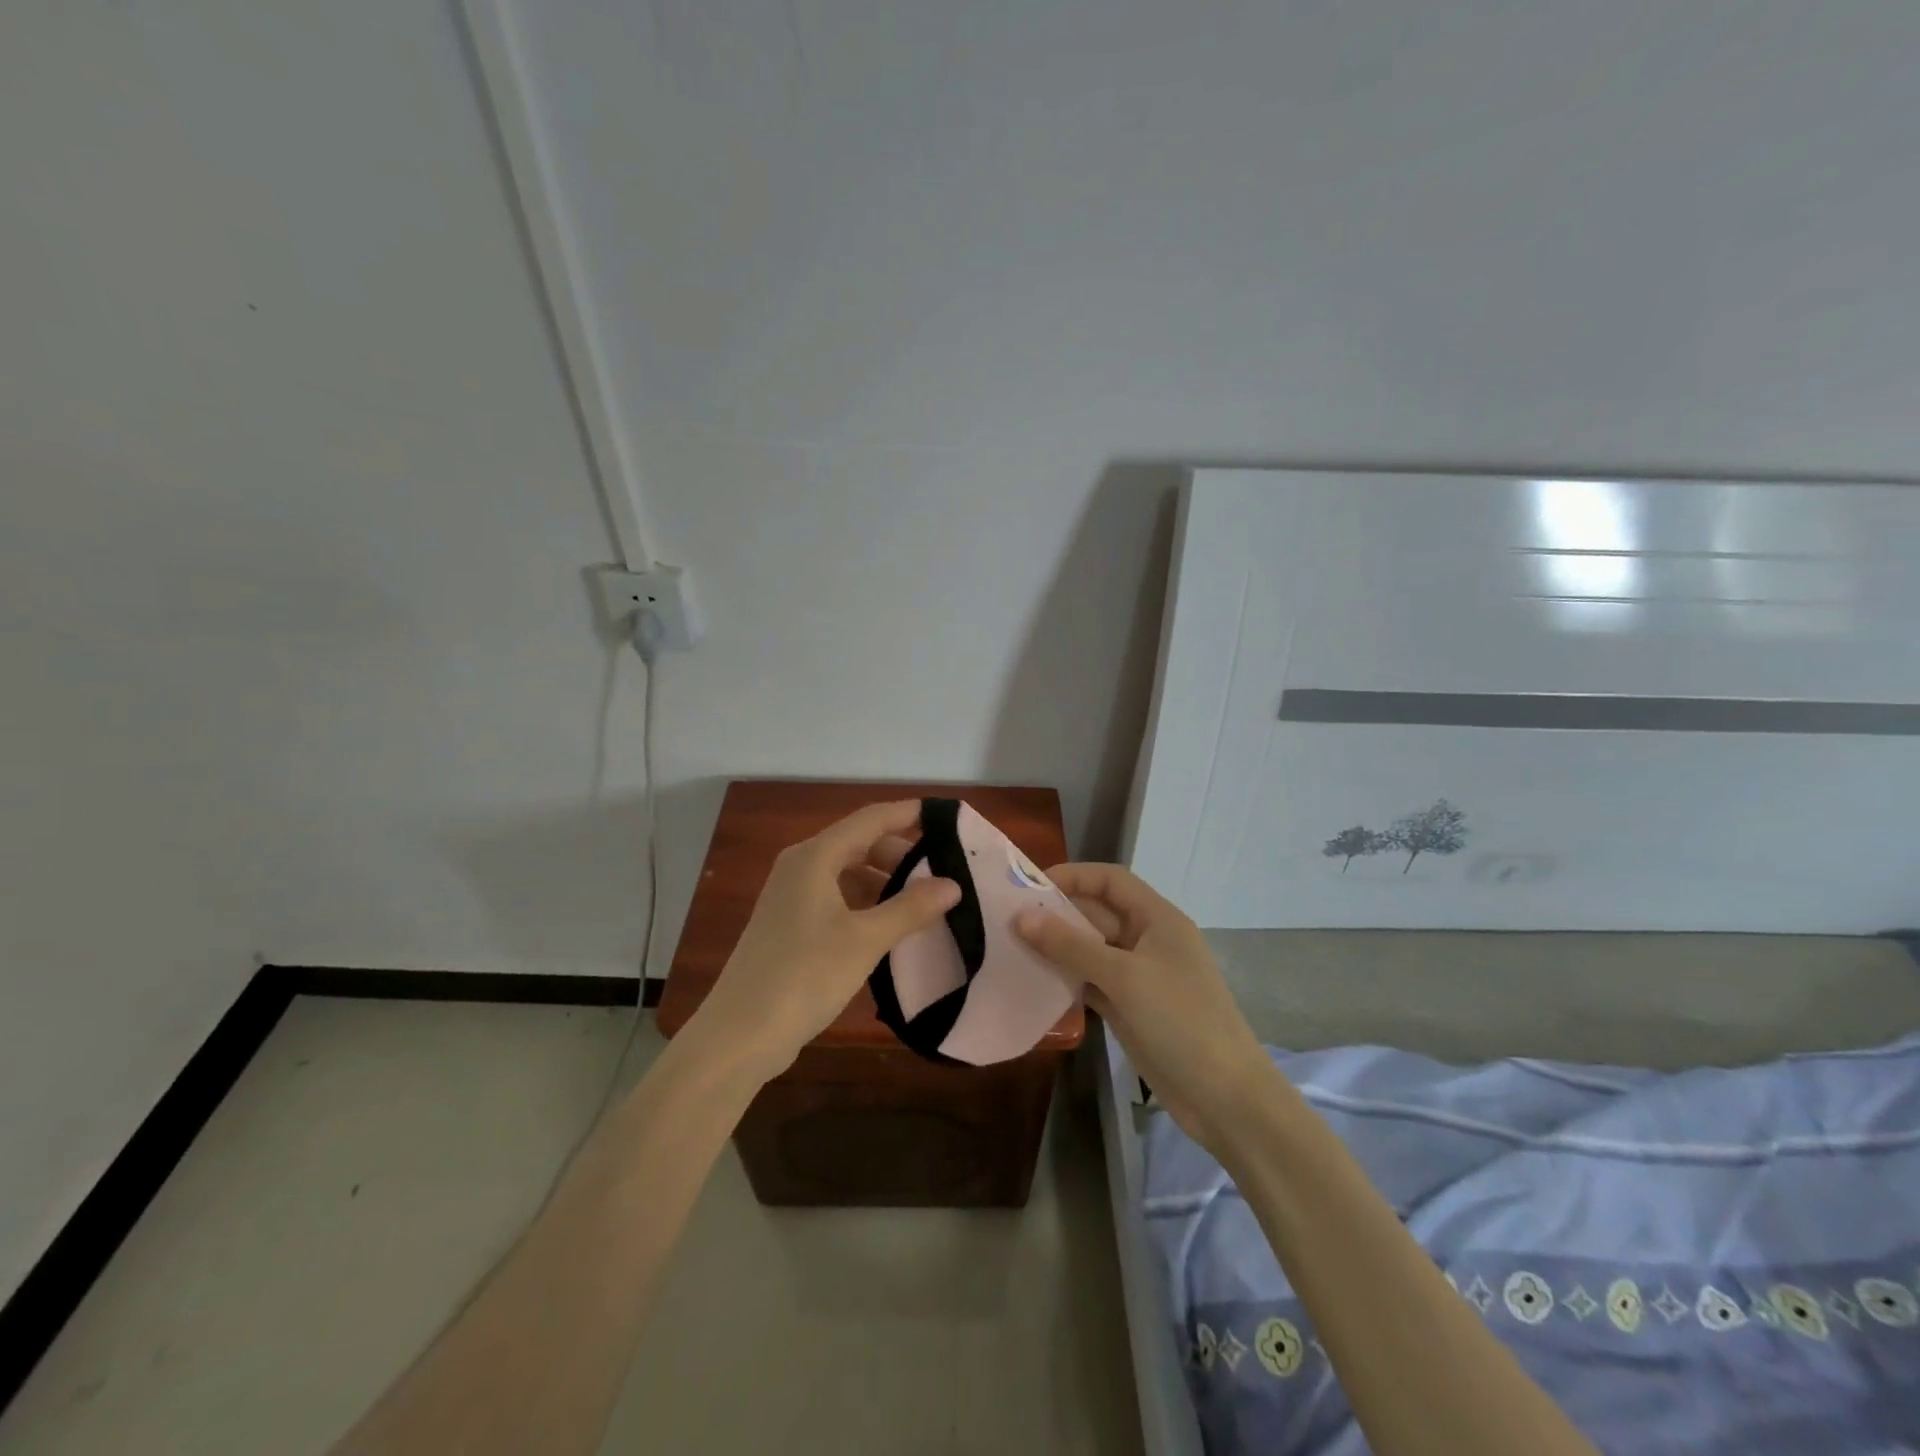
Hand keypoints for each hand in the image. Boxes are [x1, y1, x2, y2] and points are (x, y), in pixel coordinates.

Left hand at [686, 801, 959, 1083]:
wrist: (740, 1034)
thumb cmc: (804, 976)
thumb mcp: (865, 940)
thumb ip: (910, 908)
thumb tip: (952, 884)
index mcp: (814, 857)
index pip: (871, 819)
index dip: (909, 813)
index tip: (947, 816)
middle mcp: (800, 866)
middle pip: (859, 843)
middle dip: (901, 853)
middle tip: (943, 870)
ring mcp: (792, 896)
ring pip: (848, 872)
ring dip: (885, 880)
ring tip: (923, 900)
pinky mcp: (790, 924)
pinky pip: (837, 897)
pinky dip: (866, 903)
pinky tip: (890, 926)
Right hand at [1016, 863, 1279, 1154]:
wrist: (1224, 1097)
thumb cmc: (1180, 1020)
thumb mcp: (1123, 977)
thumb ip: (1071, 945)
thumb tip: (1021, 917)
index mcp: (1157, 919)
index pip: (1110, 880)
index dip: (1073, 875)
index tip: (1029, 885)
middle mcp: (1147, 940)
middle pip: (1097, 913)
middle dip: (1057, 913)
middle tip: (1008, 919)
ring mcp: (1138, 976)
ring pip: (1091, 950)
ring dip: (1057, 948)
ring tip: (1011, 948)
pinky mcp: (1129, 1008)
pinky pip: (1091, 982)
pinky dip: (1066, 979)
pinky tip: (1034, 981)